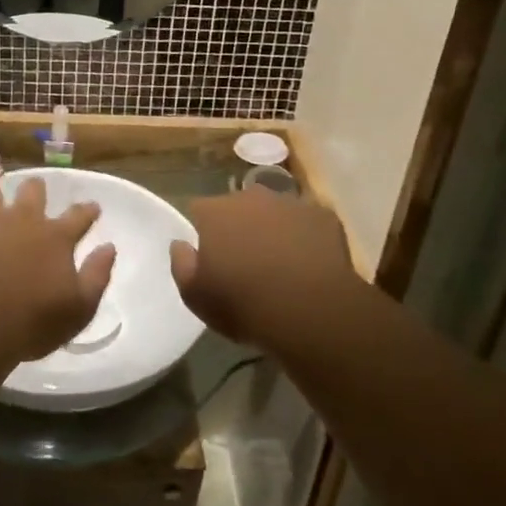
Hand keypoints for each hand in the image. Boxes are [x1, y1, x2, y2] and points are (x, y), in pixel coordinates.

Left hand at [0, 177, 115, 361]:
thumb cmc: (33, 322)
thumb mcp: (79, 308)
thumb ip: (97, 275)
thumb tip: (109, 247)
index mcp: (56, 238)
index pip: (79, 216)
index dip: (87, 210)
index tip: (92, 206)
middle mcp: (25, 220)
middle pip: (33, 192)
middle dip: (36, 189)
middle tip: (35, 190)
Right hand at [169, 188, 358, 346]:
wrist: (308, 309)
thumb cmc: (242, 303)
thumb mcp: (195, 296)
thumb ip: (181, 264)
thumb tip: (181, 244)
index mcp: (215, 211)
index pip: (199, 210)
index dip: (204, 232)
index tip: (211, 256)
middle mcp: (251, 196)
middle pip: (239, 206)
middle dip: (241, 227)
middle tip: (247, 262)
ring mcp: (291, 203)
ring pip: (276, 212)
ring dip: (275, 230)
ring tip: (282, 266)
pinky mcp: (323, 216)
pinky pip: (310, 224)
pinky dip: (307, 239)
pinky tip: (311, 266)